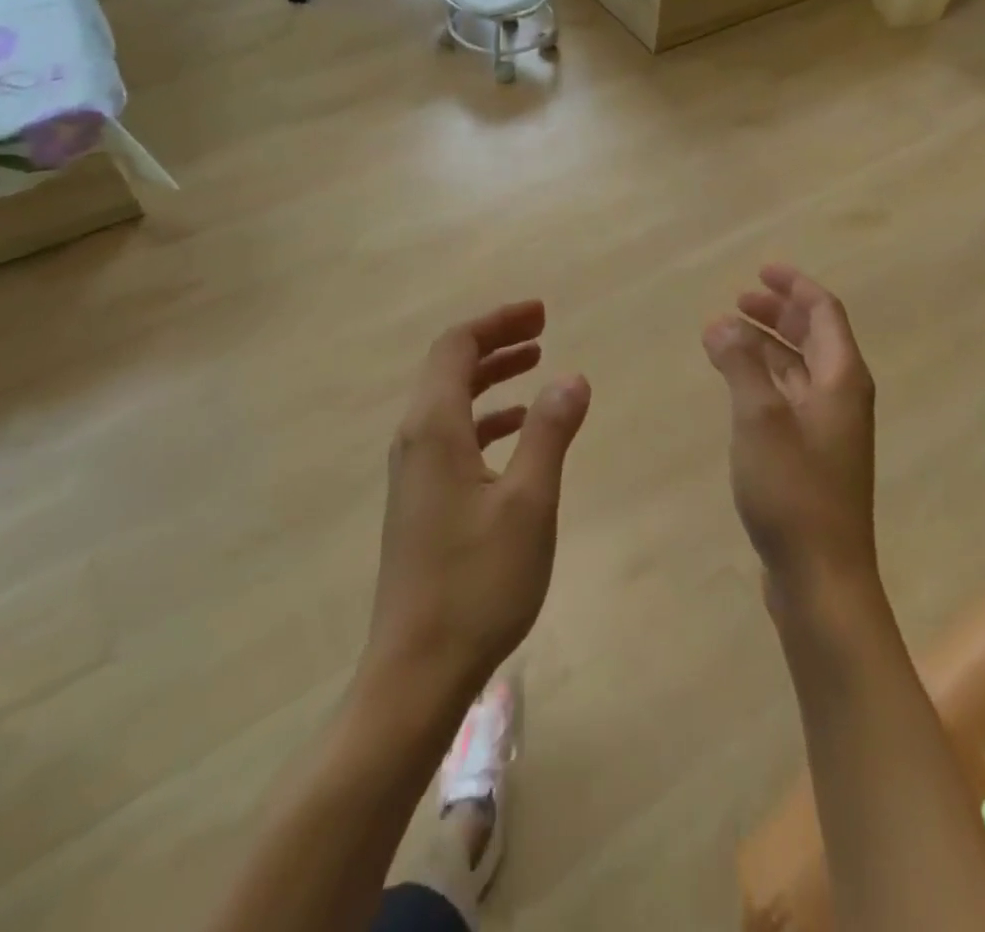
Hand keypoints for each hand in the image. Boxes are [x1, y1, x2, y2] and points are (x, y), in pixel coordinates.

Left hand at [364, 300, 591, 707]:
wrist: (416, 671)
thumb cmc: (477, 582)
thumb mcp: (529, 502)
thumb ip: (550, 432)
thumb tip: (572, 376)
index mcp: (434, 428)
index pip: (457, 346)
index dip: (499, 322)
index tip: (542, 313)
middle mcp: (414, 440)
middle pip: (449, 367)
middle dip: (496, 341)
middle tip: (542, 329)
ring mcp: (413, 472)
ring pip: (450, 400)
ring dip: (490, 376)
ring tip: (535, 365)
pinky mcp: (420, 500)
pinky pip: (452, 434)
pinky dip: (485, 417)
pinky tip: (516, 430)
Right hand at [703, 265, 879, 608]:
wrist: (821, 576)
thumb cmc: (793, 490)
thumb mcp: (759, 417)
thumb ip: (740, 364)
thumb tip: (720, 322)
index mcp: (841, 379)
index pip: (824, 313)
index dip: (794, 286)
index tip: (761, 270)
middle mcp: (841, 397)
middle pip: (814, 337)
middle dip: (778, 313)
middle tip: (738, 300)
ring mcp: (828, 429)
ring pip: (798, 369)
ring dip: (766, 346)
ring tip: (725, 336)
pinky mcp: (812, 456)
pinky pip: (788, 398)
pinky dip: (763, 379)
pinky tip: (736, 386)